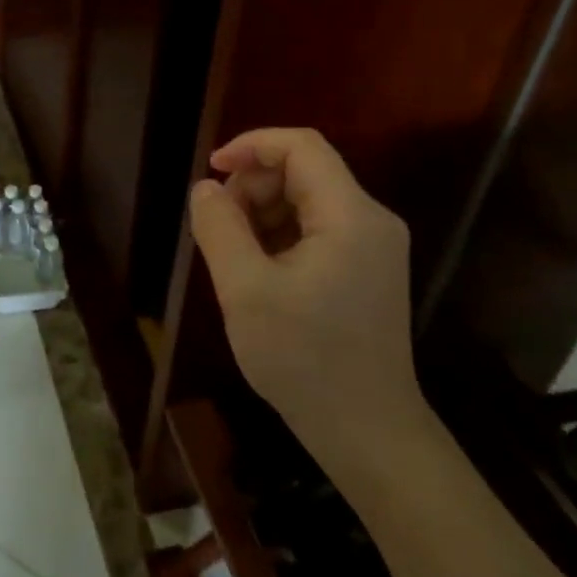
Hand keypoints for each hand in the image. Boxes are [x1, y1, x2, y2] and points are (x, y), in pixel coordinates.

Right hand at [187, 128, 423, 479]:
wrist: (366, 431)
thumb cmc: (304, 359)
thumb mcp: (245, 290)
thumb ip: (219, 228)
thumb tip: (205, 188)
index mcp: (350, 216)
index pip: (302, 146)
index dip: (251, 145)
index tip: (211, 170)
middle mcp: (370, 221)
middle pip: (304, 171)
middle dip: (253, 186)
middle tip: (217, 227)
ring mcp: (372, 247)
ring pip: (307, 200)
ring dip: (262, 212)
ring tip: (232, 254)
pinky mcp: (365, 270)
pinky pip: (315, 229)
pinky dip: (279, 235)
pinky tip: (256, 271)